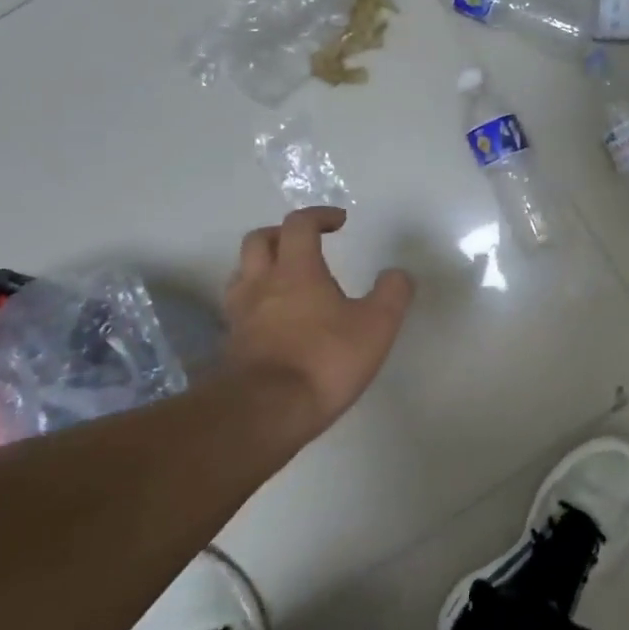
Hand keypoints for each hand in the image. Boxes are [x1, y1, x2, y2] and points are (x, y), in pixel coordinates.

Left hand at [218, 208, 414, 450]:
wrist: (266, 413)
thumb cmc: (325, 361)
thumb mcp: (377, 326)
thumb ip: (392, 293)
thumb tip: (397, 274)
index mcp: (296, 270)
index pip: (299, 225)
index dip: (319, 216)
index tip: (339, 222)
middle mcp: (261, 284)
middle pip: (259, 240)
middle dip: (283, 234)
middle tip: (306, 244)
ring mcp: (240, 315)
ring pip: (242, 273)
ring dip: (262, 267)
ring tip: (285, 280)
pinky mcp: (231, 345)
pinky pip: (238, 310)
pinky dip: (255, 304)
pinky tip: (273, 322)